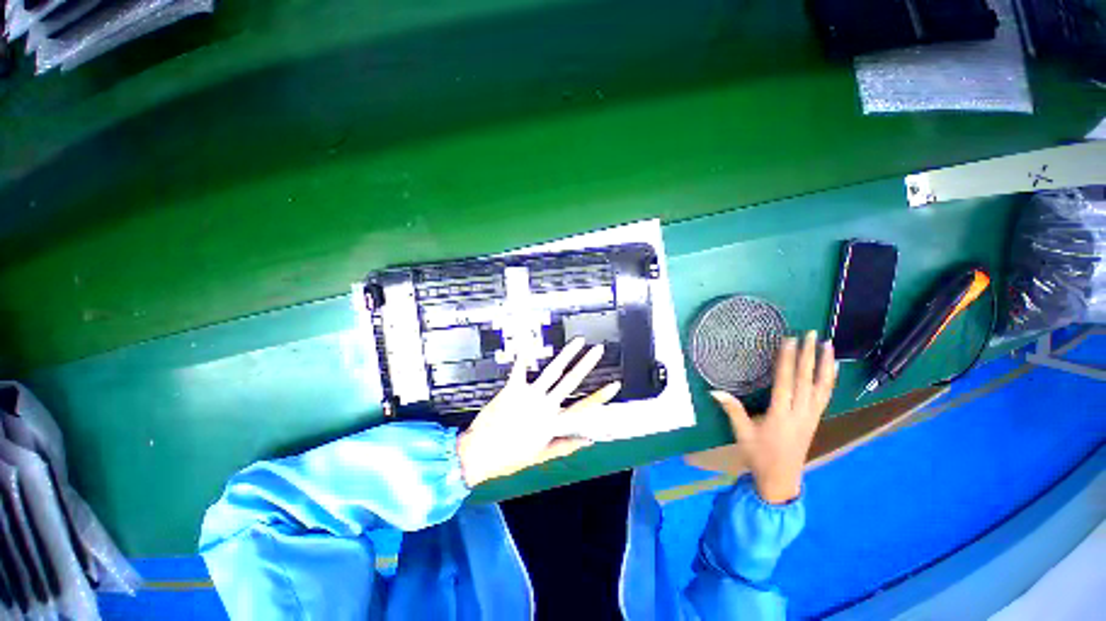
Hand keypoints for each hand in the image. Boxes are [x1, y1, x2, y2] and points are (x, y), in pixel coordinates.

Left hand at [457, 338, 620, 487]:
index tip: (615, 385)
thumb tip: (589, 440)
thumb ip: (566, 446)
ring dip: (567, 354)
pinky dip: (525, 355)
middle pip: (571, 381)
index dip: (600, 396)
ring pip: (552, 370)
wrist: (479, 454)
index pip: (583, 408)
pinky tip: (530, 342)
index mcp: (553, 424)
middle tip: (599, 349)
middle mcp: (545, 406)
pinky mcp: (512, 389)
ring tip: (578, 341)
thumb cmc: (510, 458)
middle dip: (587, 364)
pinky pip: (521, 368)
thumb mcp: (541, 456)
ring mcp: (529, 396)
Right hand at [711, 331, 836, 503]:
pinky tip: (833, 368)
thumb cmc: (759, 455)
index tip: (790, 340)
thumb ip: (732, 410)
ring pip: (821, 387)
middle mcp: (800, 412)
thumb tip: (714, 391)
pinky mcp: (815, 419)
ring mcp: (811, 416)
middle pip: (806, 380)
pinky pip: (826, 396)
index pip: (786, 381)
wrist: (781, 478)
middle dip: (809, 355)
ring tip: (828, 344)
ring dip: (825, 364)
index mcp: (781, 414)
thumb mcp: (742, 434)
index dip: (788, 360)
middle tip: (811, 334)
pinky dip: (830, 380)